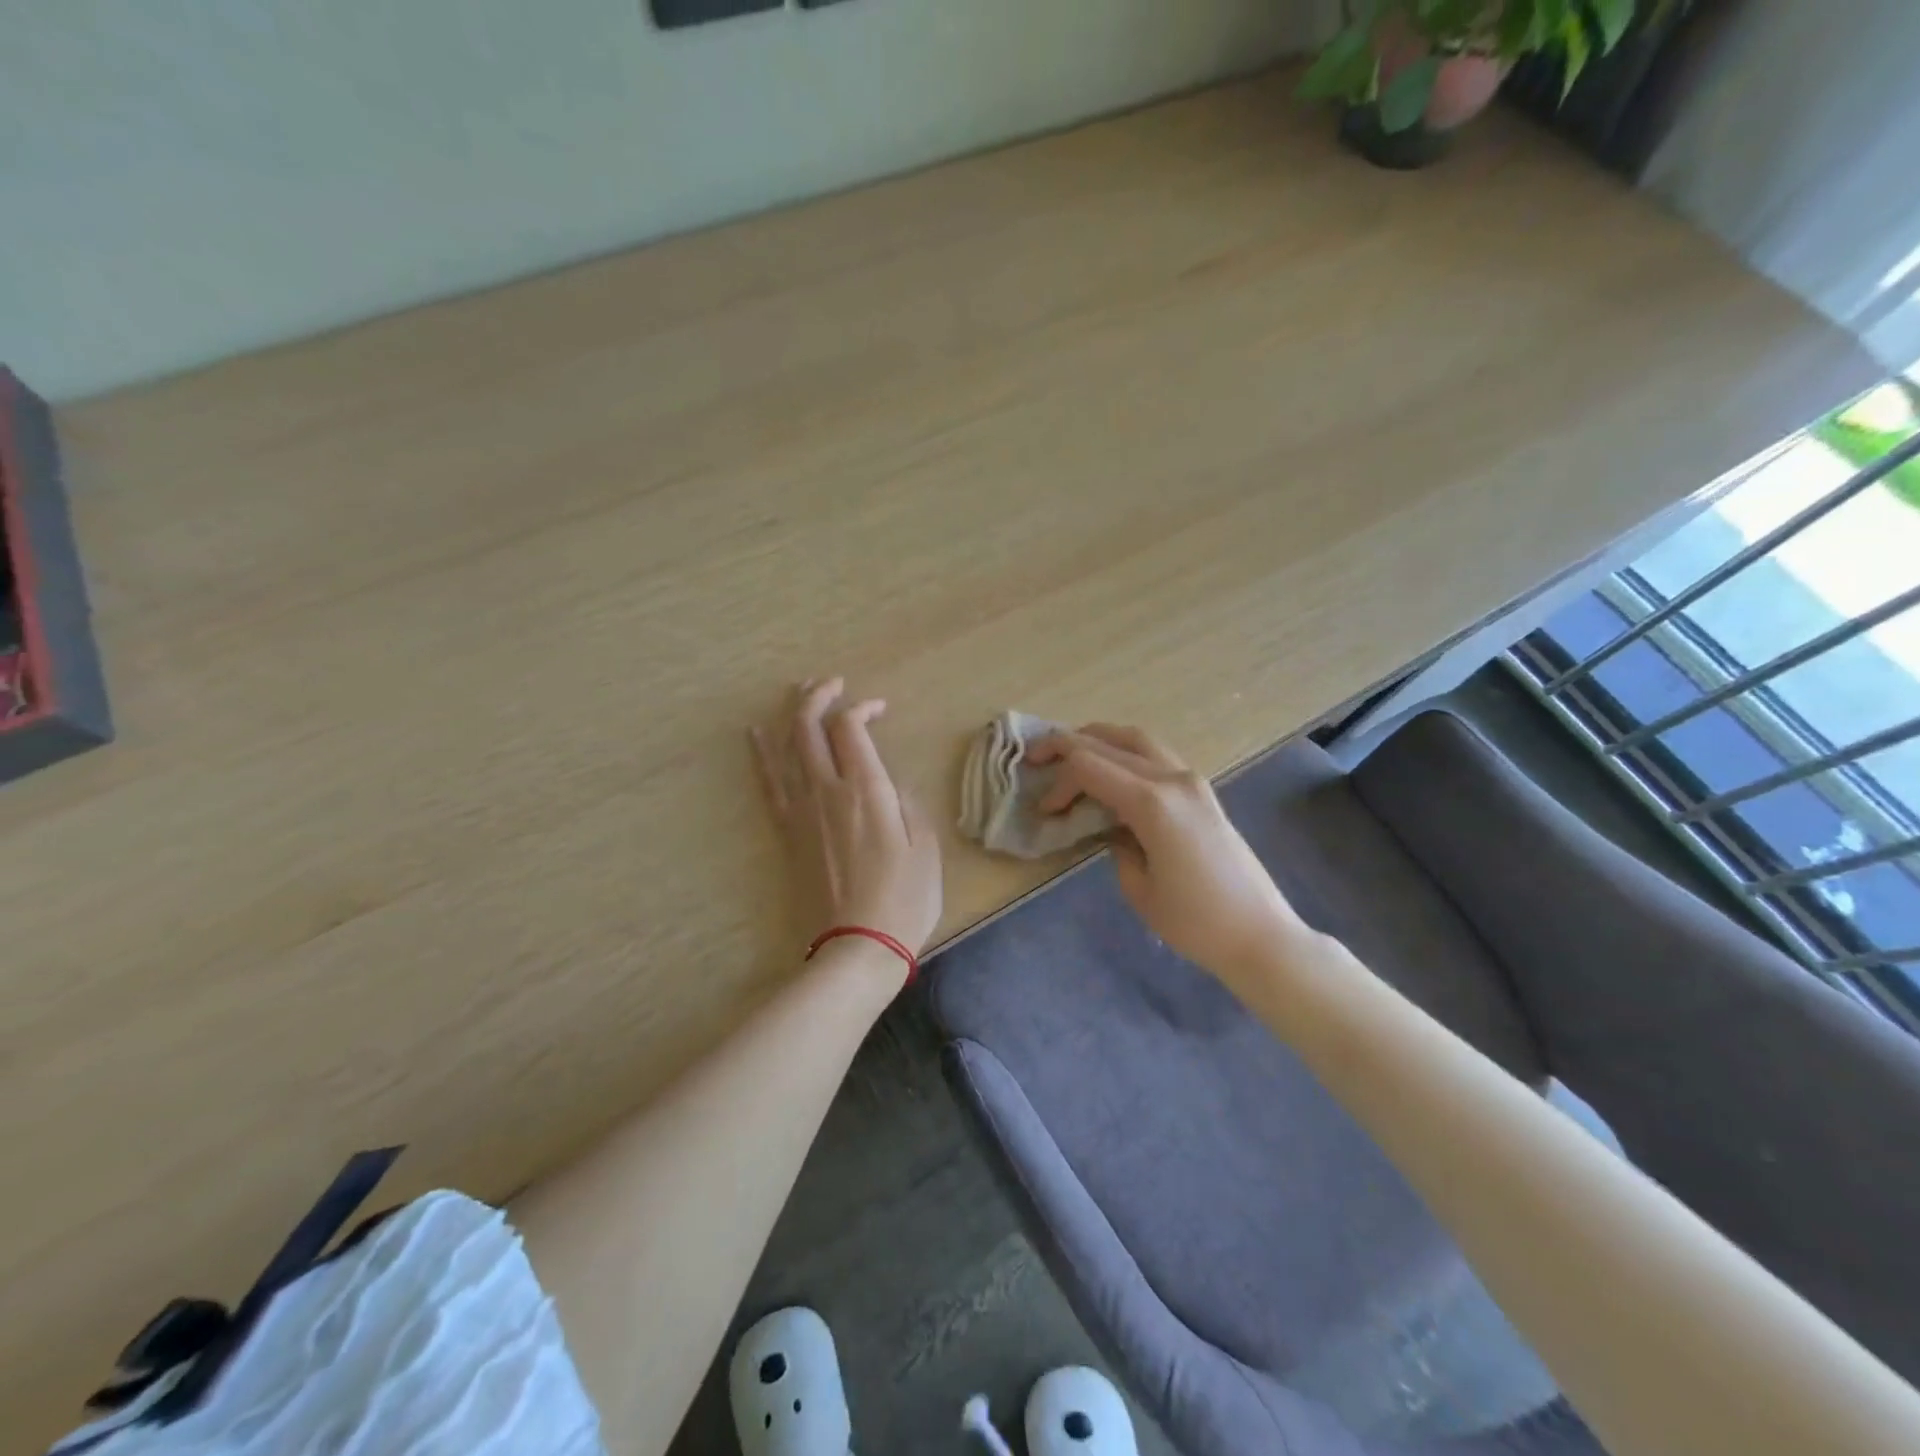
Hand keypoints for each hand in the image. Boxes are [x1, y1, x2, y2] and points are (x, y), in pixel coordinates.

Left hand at [752, 678, 943, 966]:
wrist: (856, 949)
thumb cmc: (903, 900)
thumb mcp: (925, 847)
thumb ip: (907, 804)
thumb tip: (889, 783)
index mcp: (866, 790)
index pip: (851, 728)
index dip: (861, 707)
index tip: (879, 708)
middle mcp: (827, 791)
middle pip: (810, 728)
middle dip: (819, 697)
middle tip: (832, 684)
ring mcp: (801, 812)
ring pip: (786, 748)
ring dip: (792, 715)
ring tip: (799, 693)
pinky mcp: (787, 833)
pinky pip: (769, 784)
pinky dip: (761, 755)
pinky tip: (756, 735)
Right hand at [1028, 724, 1308, 979]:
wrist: (1260, 934)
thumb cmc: (1194, 922)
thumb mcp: (1138, 887)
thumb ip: (1115, 845)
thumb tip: (1109, 827)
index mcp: (1152, 803)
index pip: (1090, 768)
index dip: (1059, 782)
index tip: (1044, 810)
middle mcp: (1173, 779)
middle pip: (1109, 743)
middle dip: (1067, 745)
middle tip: (1036, 756)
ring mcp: (1192, 781)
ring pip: (1137, 739)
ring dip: (1099, 739)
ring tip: (1070, 751)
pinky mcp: (1202, 791)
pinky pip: (1156, 755)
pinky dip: (1125, 752)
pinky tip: (1111, 771)